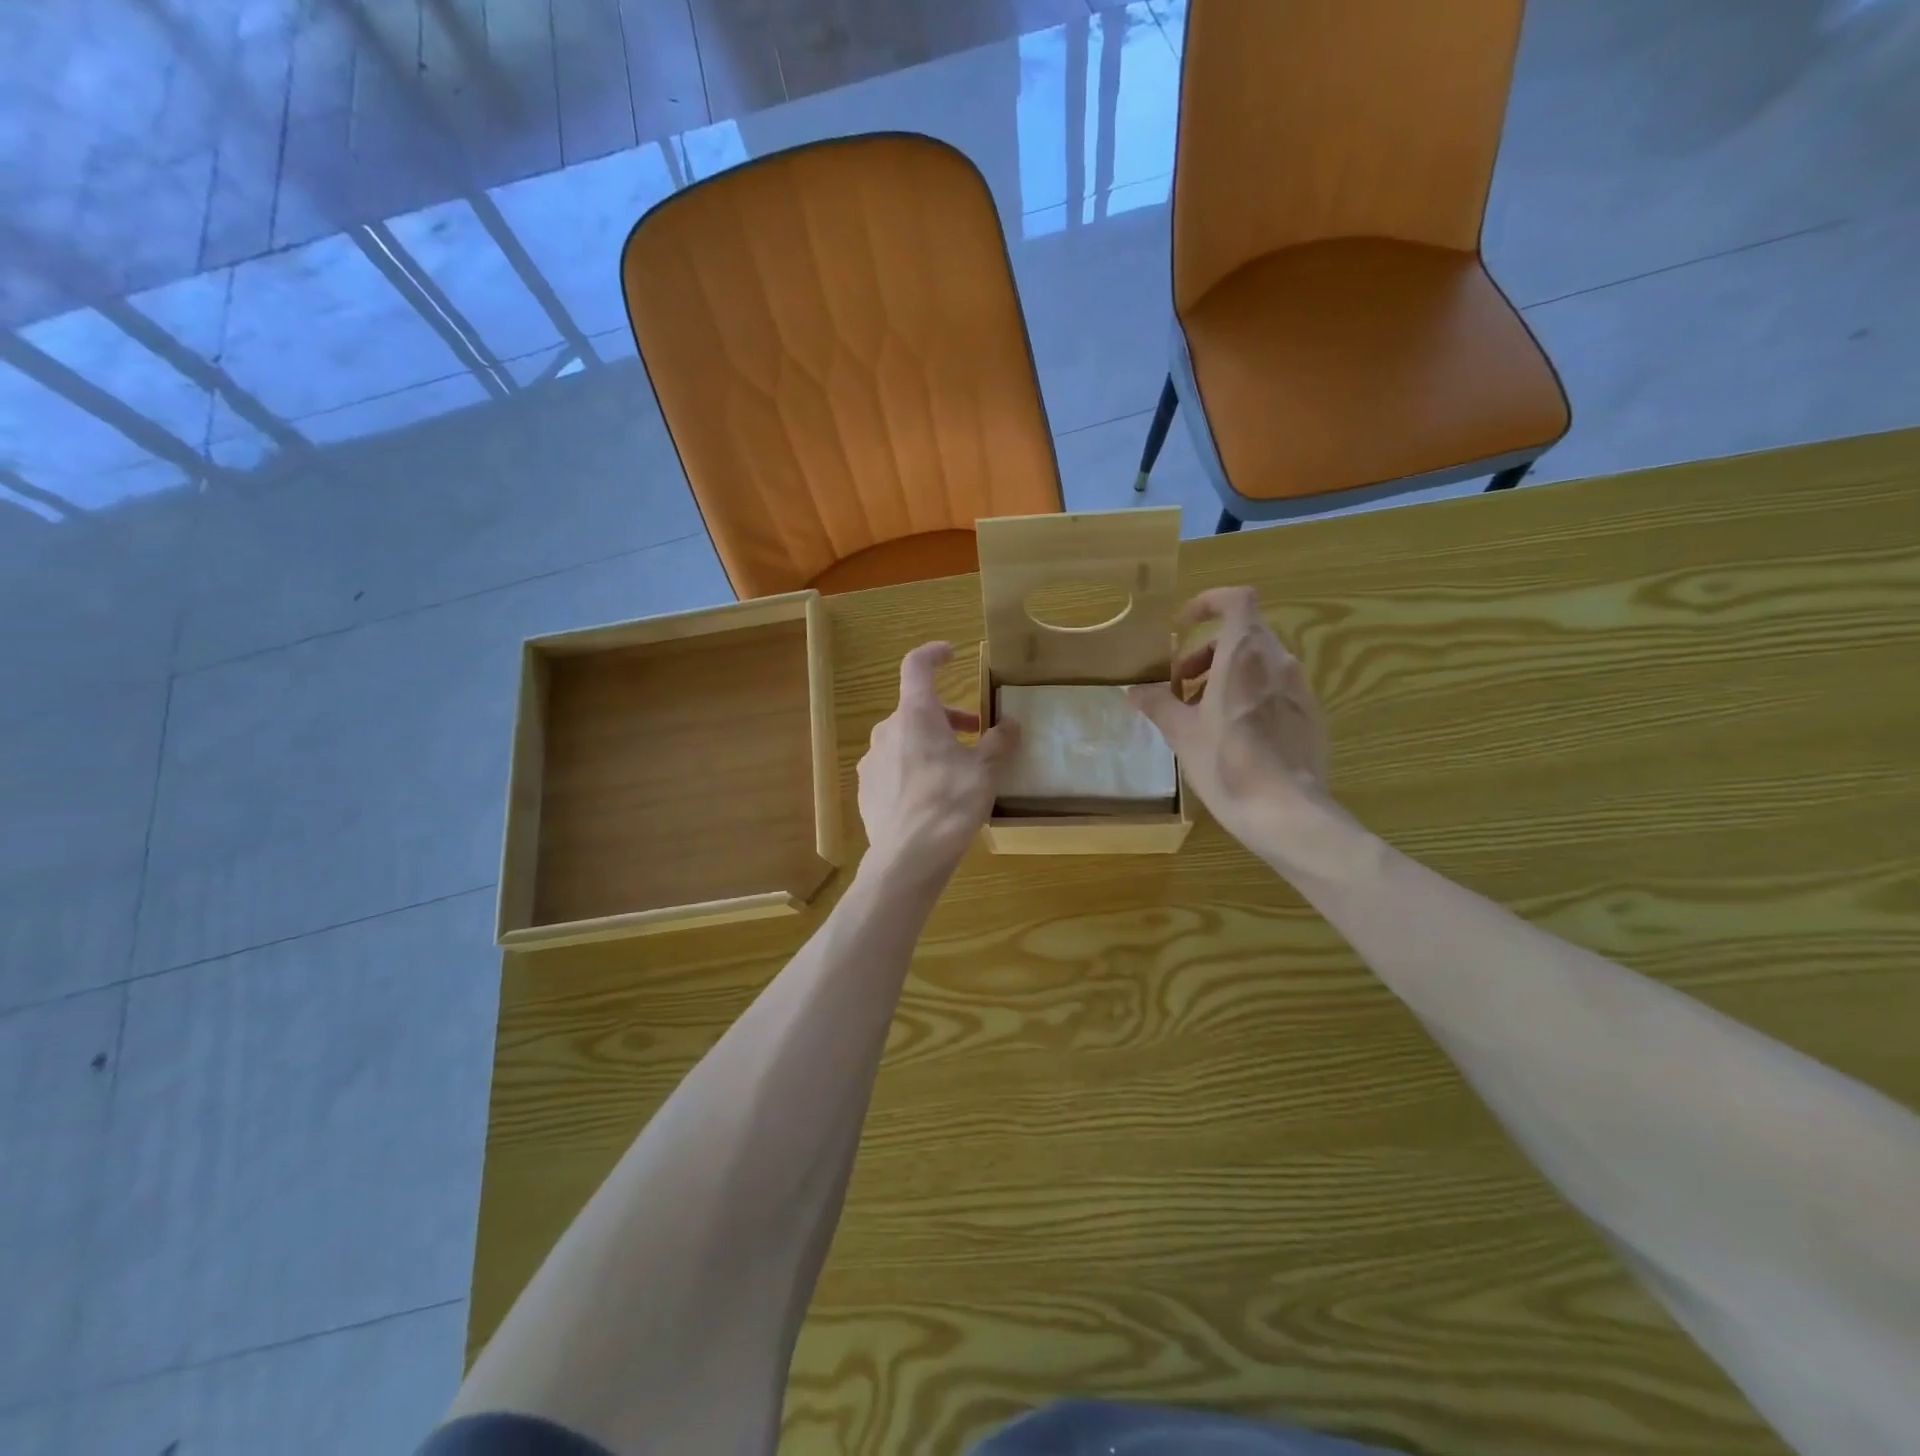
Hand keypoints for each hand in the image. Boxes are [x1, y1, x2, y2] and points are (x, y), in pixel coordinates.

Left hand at [857, 642, 1018, 886]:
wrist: (907, 858)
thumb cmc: (950, 804)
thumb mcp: (985, 772)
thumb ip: (998, 743)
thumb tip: (1010, 724)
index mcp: (915, 715)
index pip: (917, 666)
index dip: (934, 654)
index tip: (951, 654)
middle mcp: (887, 730)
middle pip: (916, 709)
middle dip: (948, 717)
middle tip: (975, 735)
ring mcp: (871, 761)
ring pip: (904, 740)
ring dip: (930, 744)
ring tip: (956, 771)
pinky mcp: (866, 789)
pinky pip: (893, 767)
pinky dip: (913, 769)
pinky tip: (931, 798)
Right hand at [1127, 587, 1329, 846]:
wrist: (1285, 811)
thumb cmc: (1226, 763)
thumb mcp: (1181, 733)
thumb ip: (1157, 703)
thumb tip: (1133, 690)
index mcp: (1244, 654)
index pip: (1236, 600)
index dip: (1208, 603)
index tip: (1182, 627)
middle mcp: (1277, 661)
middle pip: (1242, 634)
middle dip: (1205, 652)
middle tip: (1180, 686)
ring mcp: (1299, 688)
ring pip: (1258, 662)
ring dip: (1226, 675)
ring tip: (1202, 713)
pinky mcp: (1310, 714)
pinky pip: (1275, 688)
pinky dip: (1249, 694)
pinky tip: (1233, 734)